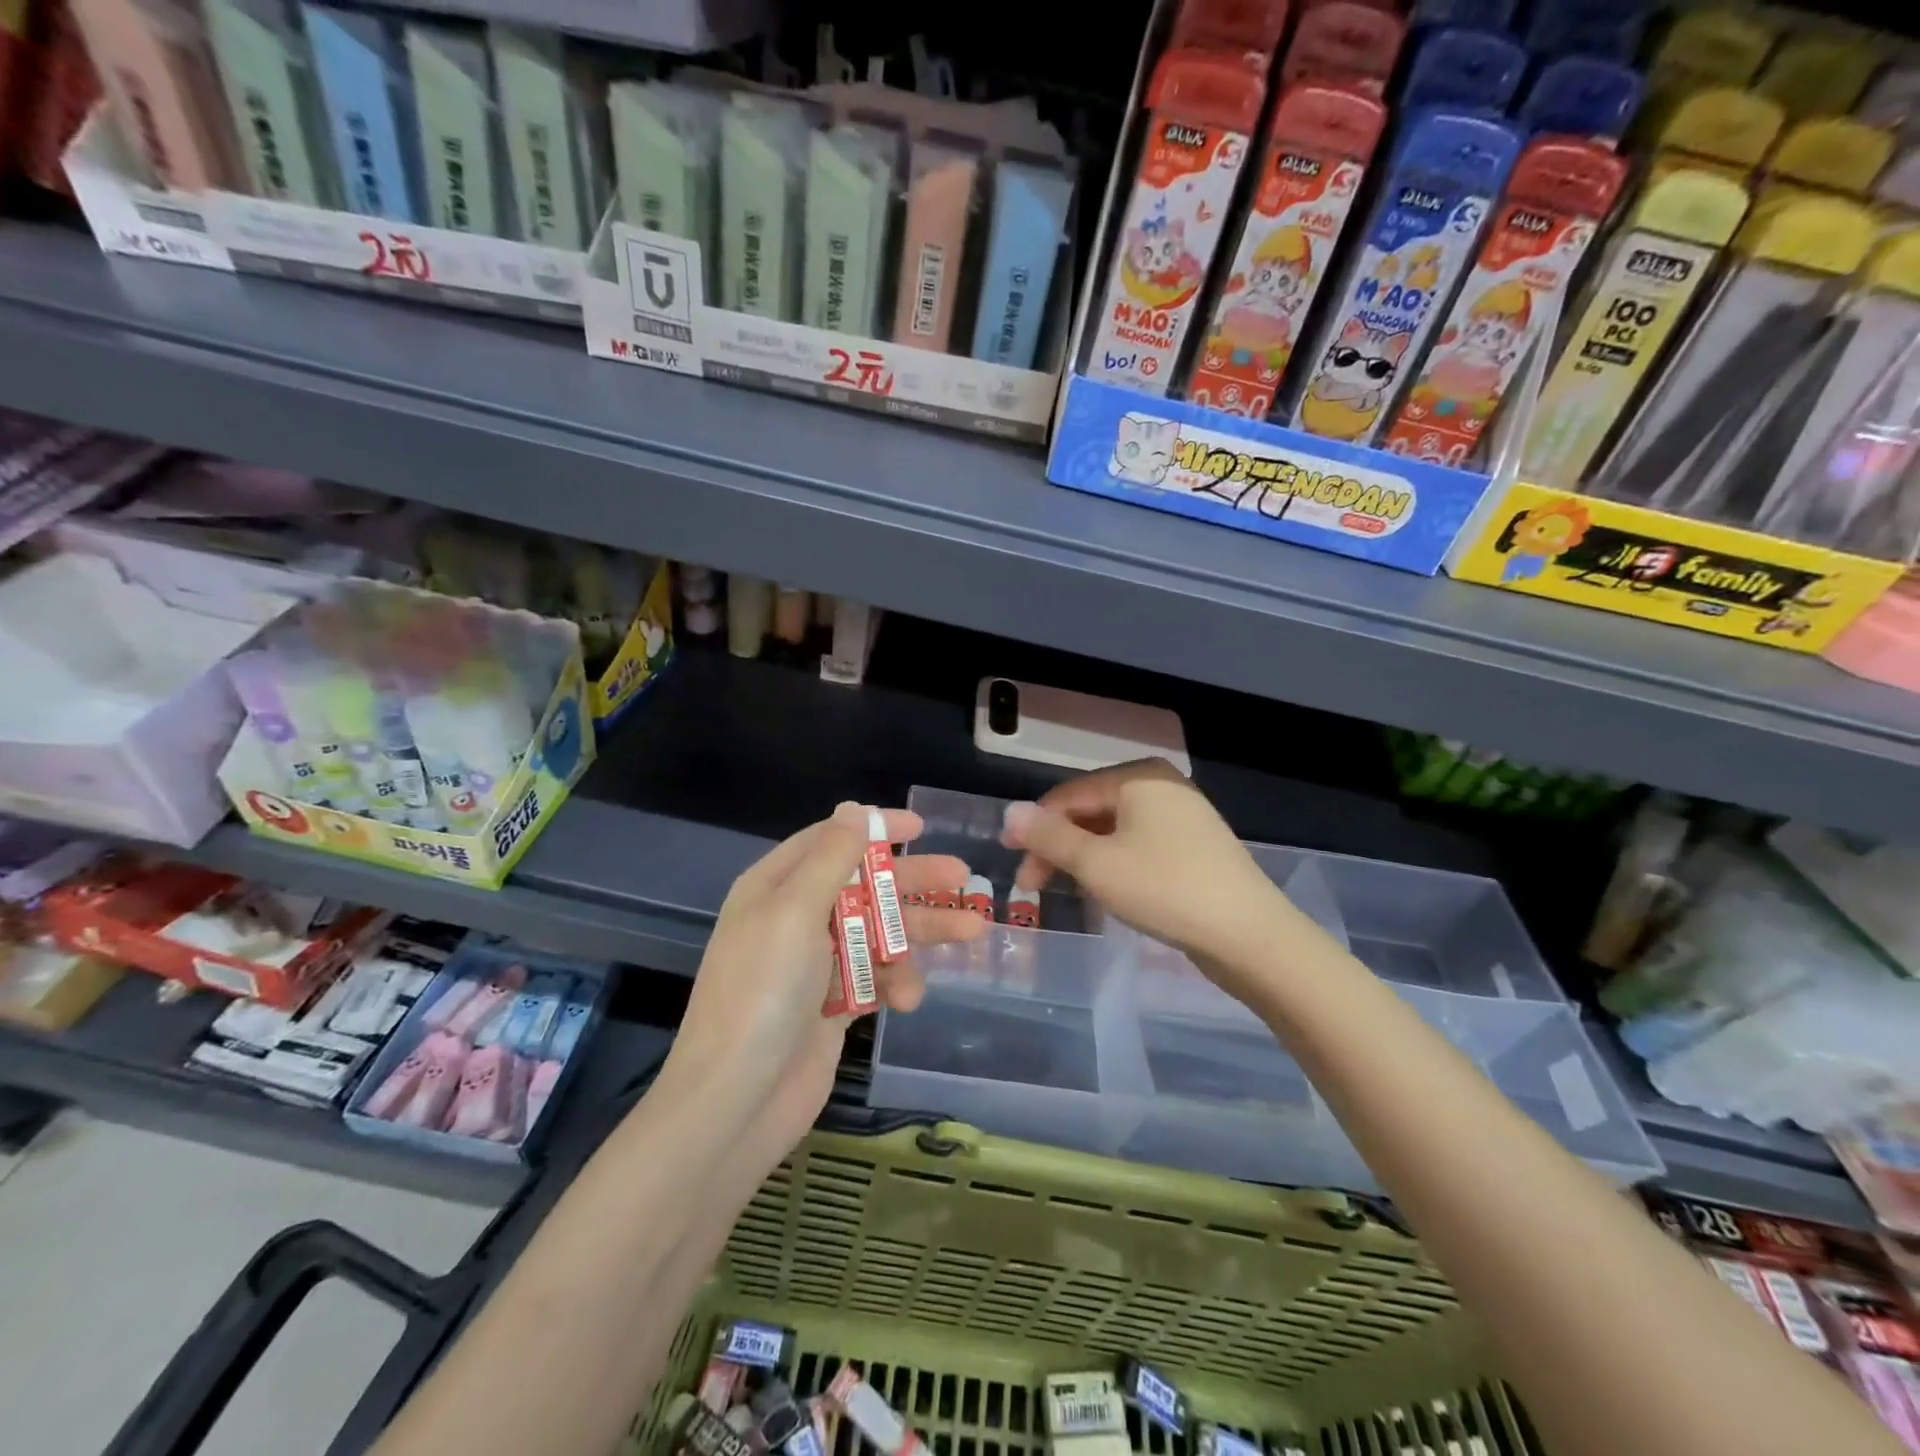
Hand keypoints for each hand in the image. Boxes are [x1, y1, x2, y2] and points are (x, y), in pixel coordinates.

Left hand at [666, 803, 982, 1152]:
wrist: (737, 1100)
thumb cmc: (763, 991)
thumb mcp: (794, 911)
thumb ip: (830, 858)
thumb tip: (853, 809)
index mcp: (776, 887)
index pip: (830, 841)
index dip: (875, 829)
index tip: (921, 827)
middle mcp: (795, 919)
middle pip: (864, 886)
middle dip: (912, 882)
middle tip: (963, 877)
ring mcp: (815, 965)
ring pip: (879, 933)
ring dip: (920, 933)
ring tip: (973, 932)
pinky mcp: (834, 1006)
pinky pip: (875, 978)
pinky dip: (896, 982)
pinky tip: (910, 998)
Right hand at [1002, 759, 1302, 987]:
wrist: (1250, 936)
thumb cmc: (1165, 889)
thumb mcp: (1096, 863)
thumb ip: (1048, 836)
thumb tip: (1010, 812)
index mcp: (1138, 777)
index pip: (1068, 795)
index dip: (1033, 826)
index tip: (1010, 860)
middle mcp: (1161, 786)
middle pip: (1091, 811)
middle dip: (1058, 846)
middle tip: (1032, 885)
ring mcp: (1182, 816)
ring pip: (1114, 831)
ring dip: (1082, 858)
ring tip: (1065, 891)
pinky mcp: (1195, 847)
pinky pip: (1138, 845)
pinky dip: (1113, 864)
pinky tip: (1104, 890)